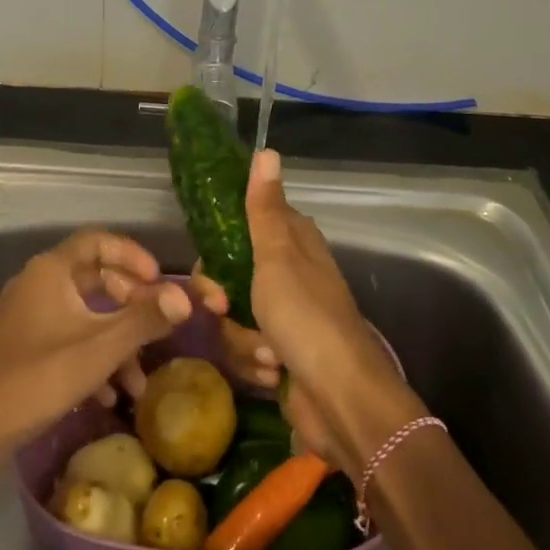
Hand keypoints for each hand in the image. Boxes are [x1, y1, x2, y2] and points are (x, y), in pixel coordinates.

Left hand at [0, 230, 191, 457]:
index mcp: (52, 271)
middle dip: (131, 304)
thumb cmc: (35, 380)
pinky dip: (93, 358)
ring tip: (138, 381)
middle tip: (156, 325)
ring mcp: (26, 318)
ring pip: (84, 315)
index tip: (160, 280)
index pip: (99, 241)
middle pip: (95, 278)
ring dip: (116, 340)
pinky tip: (108, 396)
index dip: (134, 255)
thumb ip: (144, 320)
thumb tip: (187, 298)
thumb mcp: (98, 349)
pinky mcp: (21, 349)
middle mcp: (37, 284)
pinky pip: (67, 339)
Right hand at [196, 151, 424, 473]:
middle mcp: (288, 274)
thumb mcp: (278, 257)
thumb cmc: (306, 318)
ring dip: (243, 341)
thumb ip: (265, 209)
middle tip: (224, 310)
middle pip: (227, 277)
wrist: (340, 398)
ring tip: (269, 355)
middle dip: (223, 302)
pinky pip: (245, 351)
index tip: (209, 268)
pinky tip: (275, 375)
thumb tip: (267, 151)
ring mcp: (283, 316)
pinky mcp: (279, 353)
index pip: (238, 228)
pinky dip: (256, 364)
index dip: (216, 249)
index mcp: (293, 242)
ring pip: (233, 318)